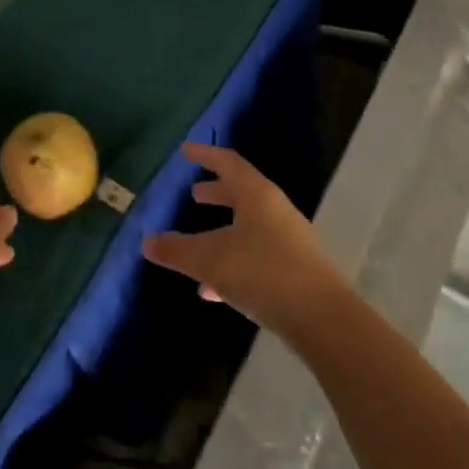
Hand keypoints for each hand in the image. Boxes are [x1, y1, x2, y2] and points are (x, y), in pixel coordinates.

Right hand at [142, 144, 345, 337]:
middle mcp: (275, 210)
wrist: (322, 318)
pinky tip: (212, 291)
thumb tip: (146, 242)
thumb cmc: (262, 273)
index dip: (205, 154)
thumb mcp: (210, 260)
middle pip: (242, 193)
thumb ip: (177, 250)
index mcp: (257, 195)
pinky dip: (232, 262)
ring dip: (222, 231)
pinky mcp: (294, 270)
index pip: (228, 162)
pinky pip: (256, 256)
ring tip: (195, 246)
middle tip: (194, 195)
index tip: (185, 150)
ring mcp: (288, 240)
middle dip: (216, 193)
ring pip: (248, 226)